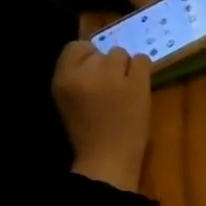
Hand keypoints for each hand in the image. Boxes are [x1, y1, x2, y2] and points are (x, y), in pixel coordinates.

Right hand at [53, 41, 152, 192]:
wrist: (108, 158)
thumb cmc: (88, 133)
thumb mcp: (67, 99)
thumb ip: (76, 76)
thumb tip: (95, 54)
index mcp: (63, 77)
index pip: (76, 46)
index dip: (89, 56)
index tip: (96, 73)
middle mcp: (86, 73)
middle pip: (101, 51)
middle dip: (108, 65)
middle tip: (113, 85)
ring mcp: (113, 78)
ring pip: (122, 54)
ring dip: (126, 67)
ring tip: (126, 86)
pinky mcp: (137, 85)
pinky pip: (143, 61)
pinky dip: (143, 69)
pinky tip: (140, 83)